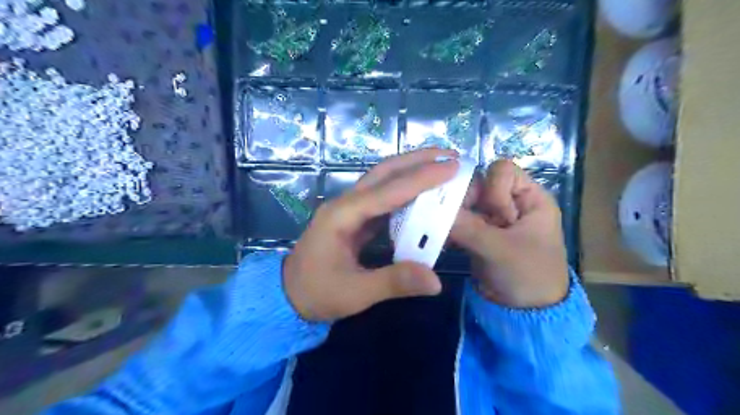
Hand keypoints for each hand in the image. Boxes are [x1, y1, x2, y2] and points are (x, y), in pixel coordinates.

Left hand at [282, 147, 461, 320]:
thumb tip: (436, 280)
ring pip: (383, 181)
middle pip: (383, 173)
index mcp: (342, 216)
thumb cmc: (316, 293)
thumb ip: (393, 283)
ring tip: (440, 166)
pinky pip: (383, 198)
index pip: (387, 191)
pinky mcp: (354, 219)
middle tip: (450, 155)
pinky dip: (404, 191)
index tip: (450, 167)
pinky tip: (422, 193)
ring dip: (411, 170)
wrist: (287, 295)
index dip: (420, 179)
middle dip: (416, 160)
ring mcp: (349, 209)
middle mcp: (346, 204)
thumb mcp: (354, 293)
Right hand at [448, 161, 566, 308]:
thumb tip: (435, 210)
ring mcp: (492, 218)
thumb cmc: (528, 276)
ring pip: (466, 203)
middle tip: (457, 222)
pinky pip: (460, 220)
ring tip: (444, 232)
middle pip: (479, 184)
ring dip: (453, 215)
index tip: (491, 214)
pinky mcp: (479, 233)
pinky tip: (440, 238)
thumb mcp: (502, 250)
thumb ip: (470, 228)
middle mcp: (510, 203)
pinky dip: (449, 227)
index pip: (503, 171)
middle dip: (465, 202)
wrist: (526, 313)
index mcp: (530, 198)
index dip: (491, 187)